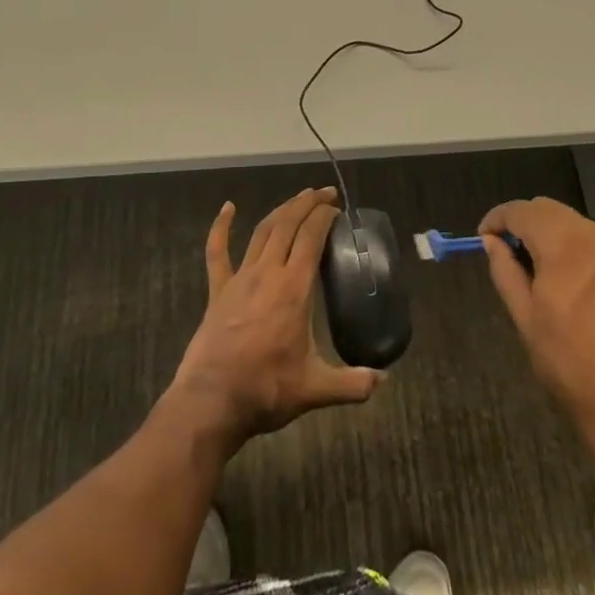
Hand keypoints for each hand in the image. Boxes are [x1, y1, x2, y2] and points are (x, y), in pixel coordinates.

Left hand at [168, 187, 379, 450]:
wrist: (211, 401)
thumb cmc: (266, 390)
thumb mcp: (315, 389)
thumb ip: (352, 383)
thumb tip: (383, 380)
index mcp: (293, 289)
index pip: (311, 238)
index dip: (324, 217)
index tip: (337, 208)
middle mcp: (267, 273)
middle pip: (287, 225)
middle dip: (307, 204)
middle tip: (324, 193)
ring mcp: (239, 279)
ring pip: (262, 232)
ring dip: (280, 210)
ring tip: (297, 199)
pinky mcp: (218, 291)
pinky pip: (217, 252)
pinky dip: (221, 227)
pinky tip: (227, 208)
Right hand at [480, 197, 594, 457]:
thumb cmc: (570, 364)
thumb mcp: (525, 318)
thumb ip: (505, 271)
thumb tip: (491, 242)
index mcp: (564, 246)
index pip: (521, 211)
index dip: (497, 219)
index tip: (482, 238)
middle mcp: (592, 236)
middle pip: (545, 208)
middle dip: (520, 221)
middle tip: (501, 251)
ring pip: (567, 219)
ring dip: (542, 230)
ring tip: (526, 265)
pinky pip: (586, 236)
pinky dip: (564, 241)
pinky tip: (556, 272)